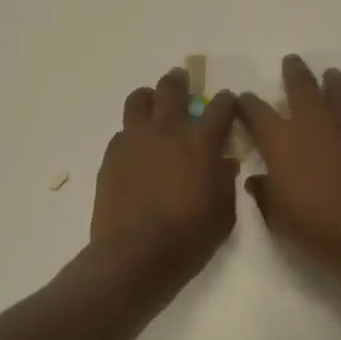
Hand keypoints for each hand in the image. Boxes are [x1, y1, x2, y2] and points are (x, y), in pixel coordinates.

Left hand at [90, 68, 240, 303]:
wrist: (134, 257)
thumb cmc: (188, 239)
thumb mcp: (223, 214)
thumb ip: (226, 182)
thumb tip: (225, 162)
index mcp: (200, 142)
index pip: (220, 107)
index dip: (227, 102)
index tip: (228, 103)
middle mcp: (167, 131)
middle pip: (172, 88)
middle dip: (181, 82)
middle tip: (183, 84)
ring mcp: (134, 141)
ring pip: (139, 100)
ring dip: (150, 98)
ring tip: (154, 107)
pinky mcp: (111, 156)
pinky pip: (123, 131)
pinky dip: (133, 132)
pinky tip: (138, 149)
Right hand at [239, 55, 340, 279]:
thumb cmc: (315, 227)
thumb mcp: (277, 216)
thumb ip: (265, 193)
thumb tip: (257, 180)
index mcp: (281, 140)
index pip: (256, 112)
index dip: (247, 103)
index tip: (243, 99)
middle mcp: (313, 124)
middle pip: (301, 86)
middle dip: (293, 72)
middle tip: (291, 61)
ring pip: (337, 93)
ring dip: (331, 81)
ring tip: (330, 74)